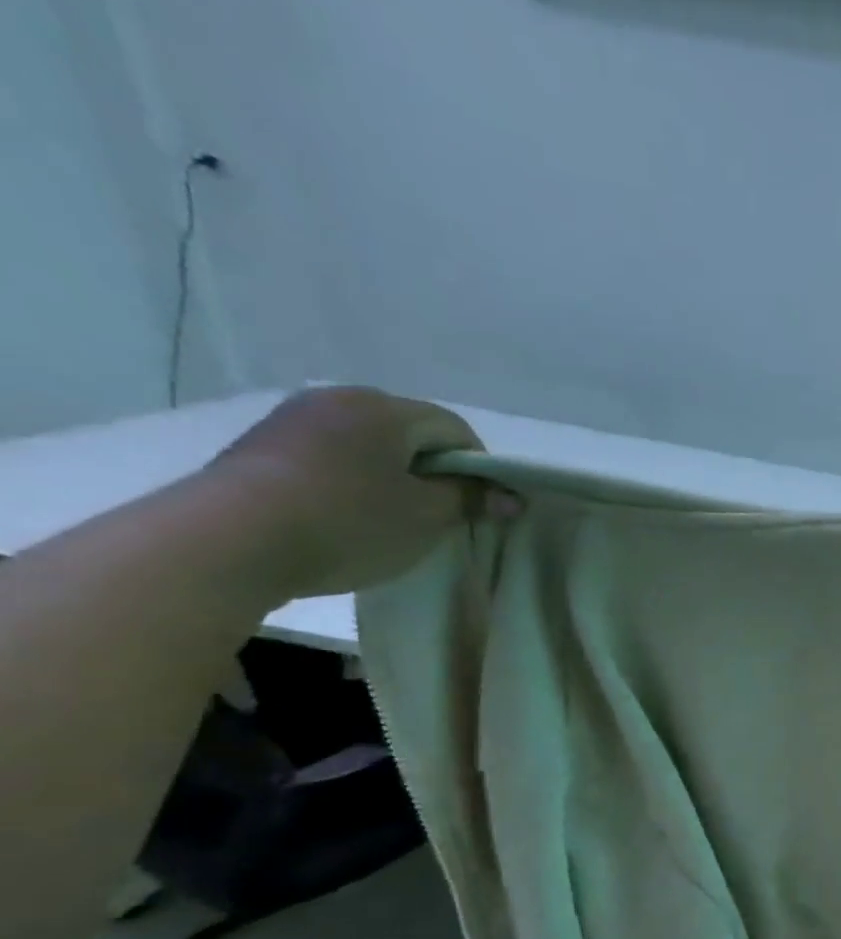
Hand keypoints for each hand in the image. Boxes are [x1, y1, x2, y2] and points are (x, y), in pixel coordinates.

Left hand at [196, 387, 516, 598]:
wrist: (231, 539)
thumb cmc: (349, 522)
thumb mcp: (426, 517)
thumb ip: (471, 500)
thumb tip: (510, 495)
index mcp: (384, 409)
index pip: (454, 428)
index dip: (479, 467)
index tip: (483, 507)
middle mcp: (338, 399)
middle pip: (409, 432)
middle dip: (434, 471)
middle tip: (441, 516)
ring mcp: (294, 419)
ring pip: (368, 444)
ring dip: (392, 477)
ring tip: (393, 521)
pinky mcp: (264, 445)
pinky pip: (331, 456)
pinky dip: (353, 481)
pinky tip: (348, 517)